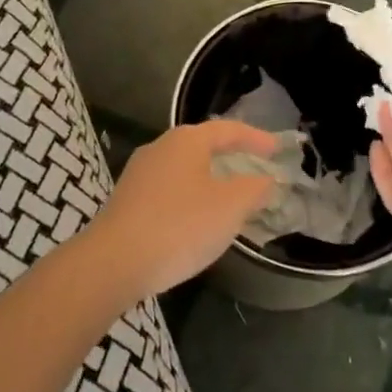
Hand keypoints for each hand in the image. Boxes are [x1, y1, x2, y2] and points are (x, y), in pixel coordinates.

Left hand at [88, 120, 279, 296]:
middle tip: (254, 168)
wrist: (114, 261)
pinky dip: (190, 197)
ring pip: (184, 169)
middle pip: (202, 145)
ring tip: (229, 197)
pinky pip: (169, 190)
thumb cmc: (180, 225)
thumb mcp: (229, 207)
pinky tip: (196, 219)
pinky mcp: (127, 200)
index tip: (277, 149)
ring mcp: (139, 174)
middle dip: (230, 156)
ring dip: (209, 179)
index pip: (227, 130)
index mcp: (186, 141)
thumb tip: (266, 179)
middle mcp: (160, 148)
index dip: (255, 138)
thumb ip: (254, 189)